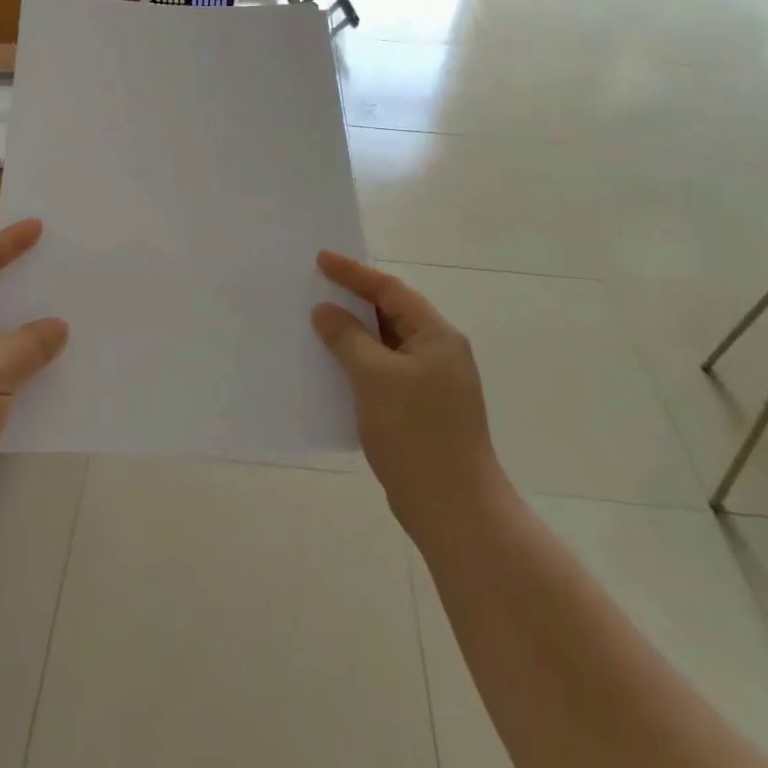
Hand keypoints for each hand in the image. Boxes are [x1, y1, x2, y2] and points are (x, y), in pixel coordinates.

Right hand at [312, 251, 508, 543]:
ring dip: (353, 333)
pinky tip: (332, 368)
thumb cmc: (416, 433)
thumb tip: (325, 311)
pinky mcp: (420, 409)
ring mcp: (431, 383)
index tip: (320, 259)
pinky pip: (384, 371)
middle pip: (391, 313)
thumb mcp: (375, 377)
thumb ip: (348, 337)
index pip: (390, 290)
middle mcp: (438, 352)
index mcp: (436, 335)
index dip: (354, 273)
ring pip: (385, 344)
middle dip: (353, 299)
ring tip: (316, 322)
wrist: (453, 508)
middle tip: (315, 286)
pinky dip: (358, 363)